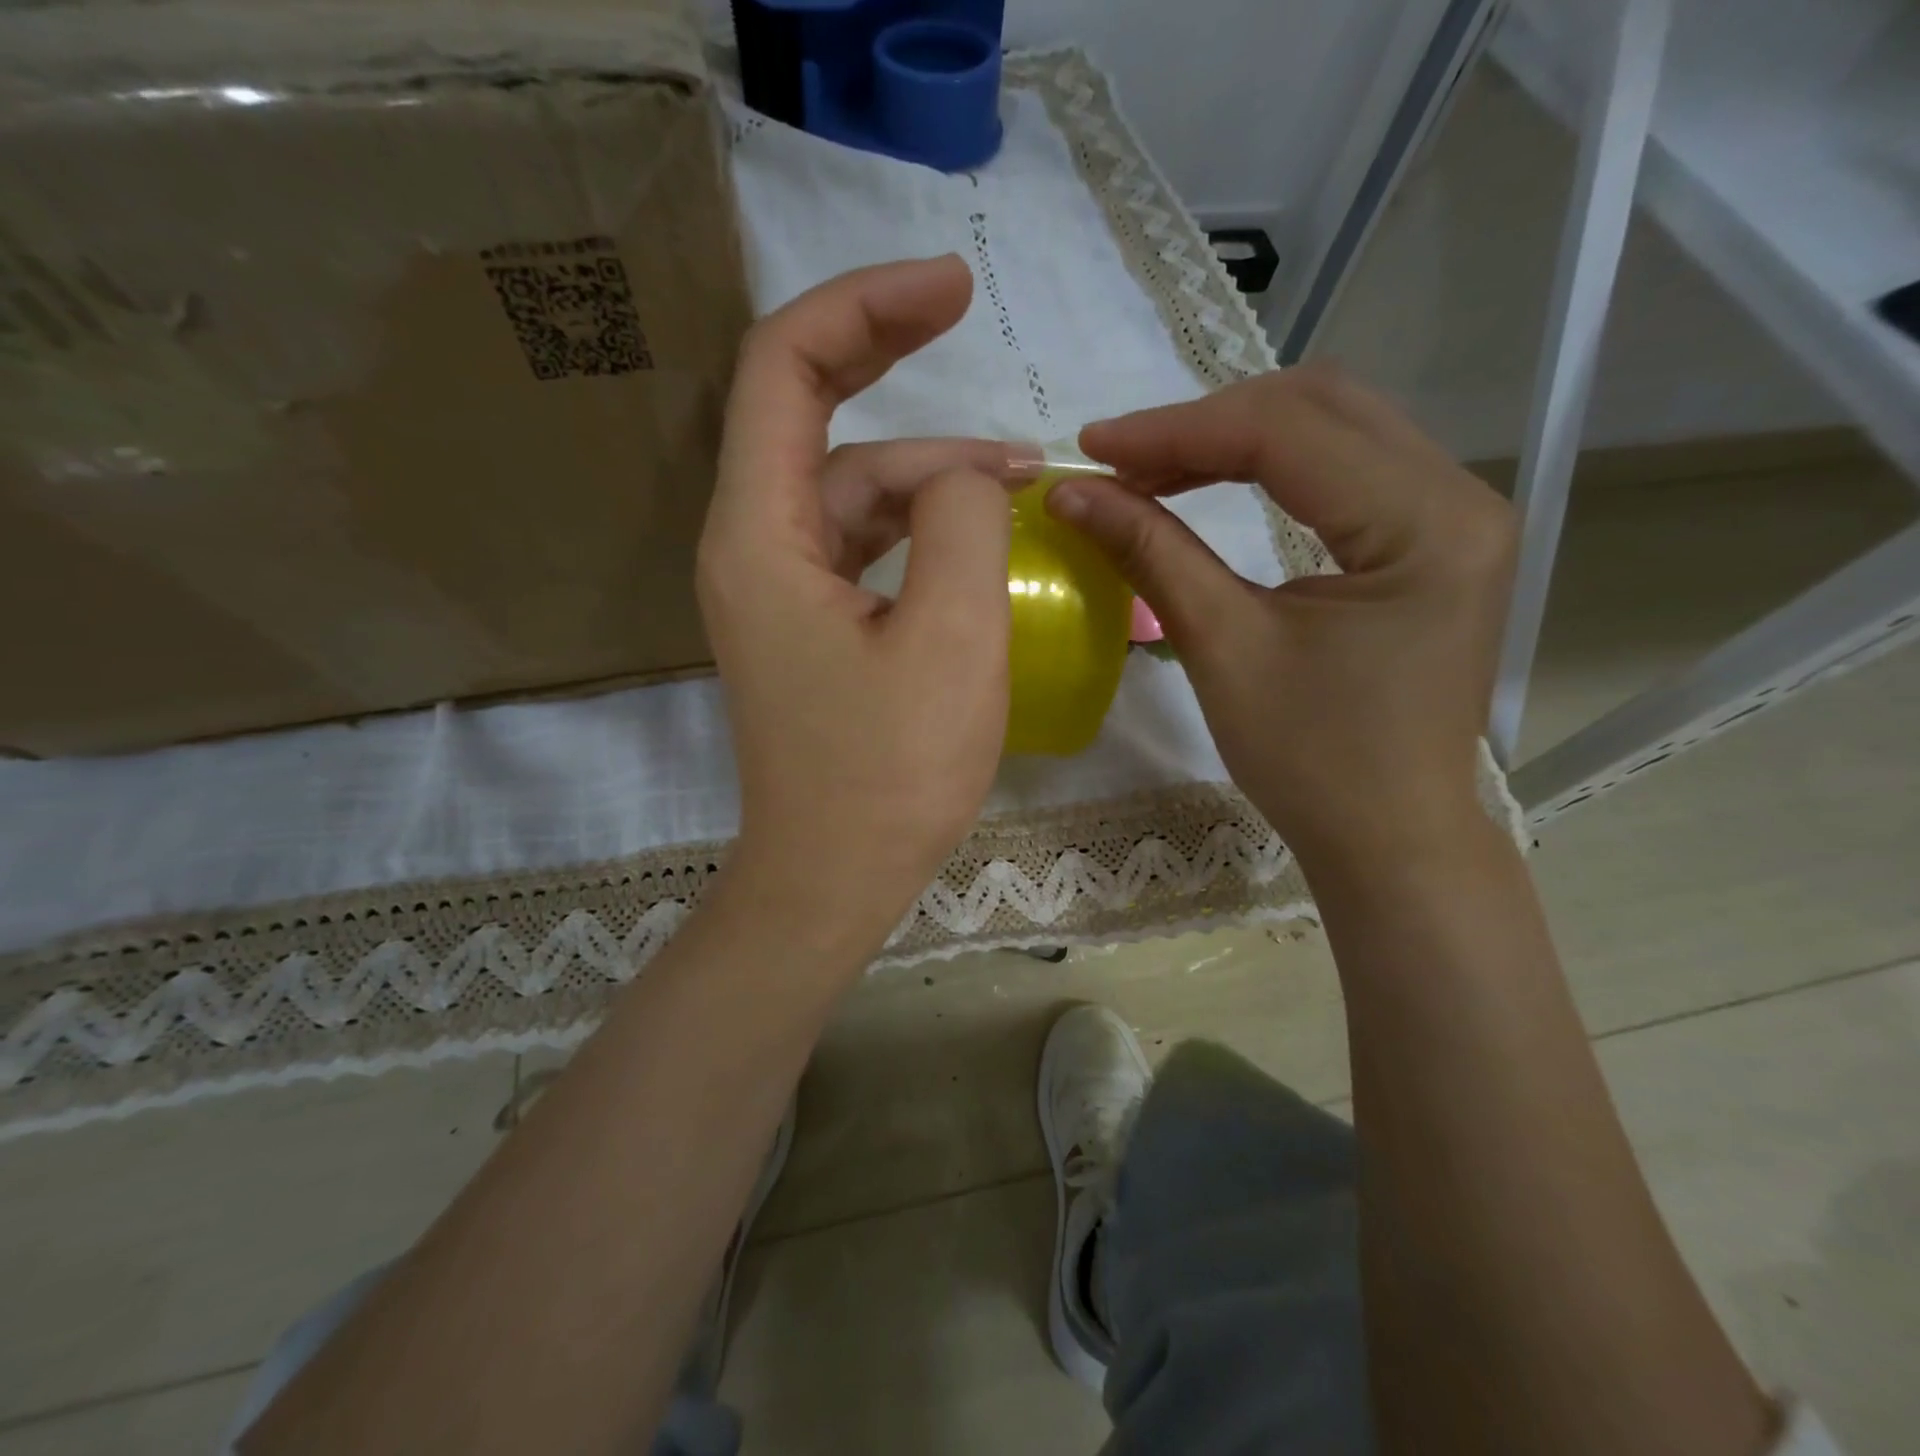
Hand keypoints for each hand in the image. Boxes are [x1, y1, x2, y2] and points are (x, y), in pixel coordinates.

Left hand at [698, 256, 1018, 962]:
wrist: (834, 880)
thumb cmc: (889, 774)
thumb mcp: (952, 640)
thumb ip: (964, 522)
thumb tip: (969, 474)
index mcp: (761, 537)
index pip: (785, 370)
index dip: (863, 307)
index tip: (948, 286)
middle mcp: (753, 547)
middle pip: (813, 417)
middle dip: (887, 358)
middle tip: (967, 313)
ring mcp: (781, 590)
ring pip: (853, 491)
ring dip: (928, 472)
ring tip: (1019, 478)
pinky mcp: (813, 627)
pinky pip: (864, 546)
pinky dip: (920, 528)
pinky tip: (978, 535)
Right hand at [1050, 365, 1516, 870]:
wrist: (1388, 835)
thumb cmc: (1311, 761)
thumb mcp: (1223, 648)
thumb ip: (1152, 553)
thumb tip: (1071, 494)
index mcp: (1425, 525)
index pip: (1288, 434)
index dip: (1177, 431)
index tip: (1091, 449)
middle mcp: (1460, 496)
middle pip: (1320, 407)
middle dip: (1206, 425)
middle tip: (1122, 462)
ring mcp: (1455, 515)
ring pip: (1334, 427)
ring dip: (1235, 439)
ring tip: (1153, 472)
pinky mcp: (1433, 539)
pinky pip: (1346, 468)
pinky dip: (1269, 467)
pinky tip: (1212, 486)